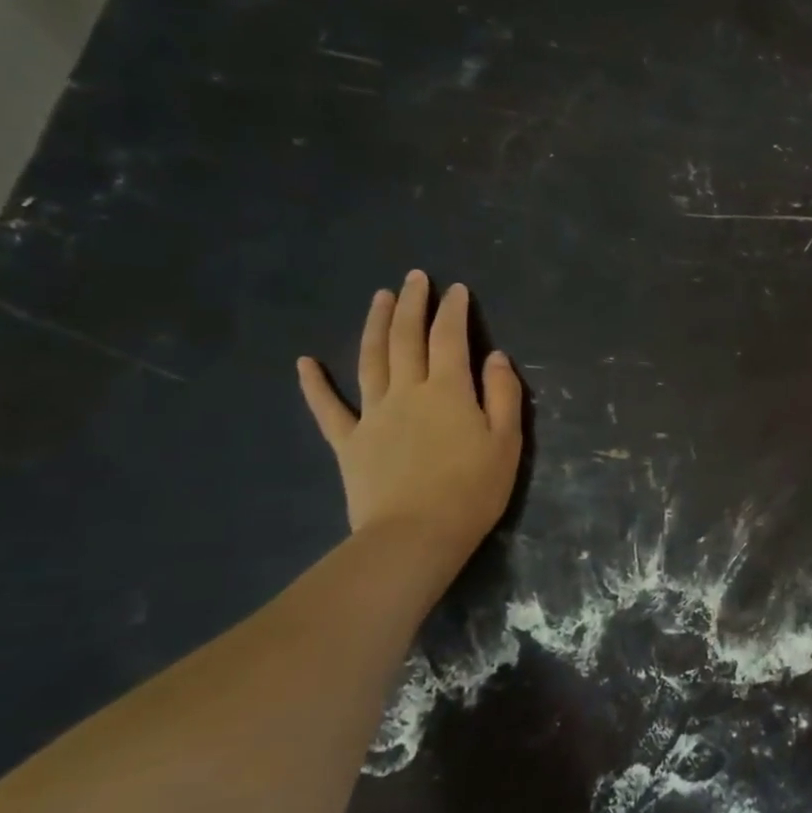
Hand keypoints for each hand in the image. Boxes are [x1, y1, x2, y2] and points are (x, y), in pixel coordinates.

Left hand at [297, 271, 523, 554]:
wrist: (415, 535)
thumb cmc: (473, 490)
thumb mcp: (506, 441)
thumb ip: (503, 395)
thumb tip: (495, 357)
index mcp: (448, 391)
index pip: (451, 339)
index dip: (453, 311)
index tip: (457, 289)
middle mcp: (407, 392)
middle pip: (406, 339)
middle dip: (411, 304)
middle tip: (414, 277)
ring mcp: (373, 415)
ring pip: (370, 360)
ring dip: (374, 325)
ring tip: (379, 298)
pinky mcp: (349, 442)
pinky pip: (328, 408)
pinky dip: (315, 384)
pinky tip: (305, 363)